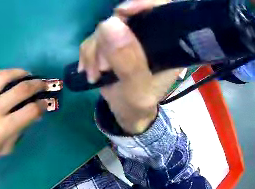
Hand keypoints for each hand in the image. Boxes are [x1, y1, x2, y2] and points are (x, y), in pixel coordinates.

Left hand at [0, 69, 47, 155]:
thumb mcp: (5, 147)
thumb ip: (20, 131)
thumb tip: (35, 114)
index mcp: (3, 127)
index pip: (30, 111)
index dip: (43, 105)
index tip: (45, 103)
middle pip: (22, 89)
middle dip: (38, 85)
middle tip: (43, 84)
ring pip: (5, 76)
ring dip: (20, 73)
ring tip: (27, 74)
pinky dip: (1, 72)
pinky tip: (7, 74)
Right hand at [79, 0, 180, 133]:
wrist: (126, 113)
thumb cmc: (139, 105)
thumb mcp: (138, 90)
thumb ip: (128, 62)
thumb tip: (109, 24)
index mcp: (166, 44)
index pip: (162, 11)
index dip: (144, 4)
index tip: (122, 12)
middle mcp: (147, 36)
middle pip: (125, 18)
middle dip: (108, 40)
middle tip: (103, 65)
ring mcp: (127, 38)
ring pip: (104, 29)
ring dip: (95, 51)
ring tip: (96, 75)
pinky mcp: (111, 43)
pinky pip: (92, 39)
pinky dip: (88, 55)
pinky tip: (90, 72)